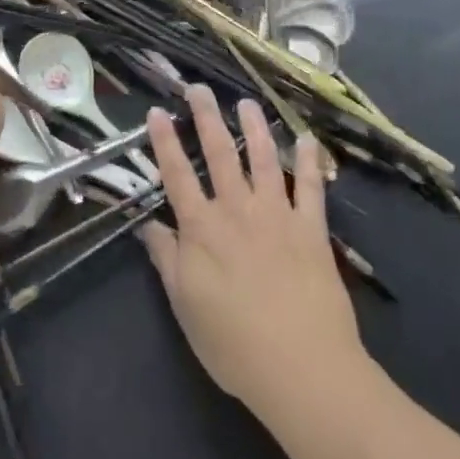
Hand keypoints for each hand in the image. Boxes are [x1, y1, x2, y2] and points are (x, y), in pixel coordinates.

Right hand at [142, 87, 362, 412]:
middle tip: (199, 88)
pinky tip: (308, 140)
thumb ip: (167, 259)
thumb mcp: (185, 306)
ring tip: (247, 103)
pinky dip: (310, 163)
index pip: (177, 175)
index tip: (157, 110)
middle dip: (207, 118)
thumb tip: (148, 224)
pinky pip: (311, 189)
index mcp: (202, 229)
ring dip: (255, 128)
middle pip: (220, 155)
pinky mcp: (311, 231)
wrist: (303, 369)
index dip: (164, 142)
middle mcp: (237, 211)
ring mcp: (277, 216)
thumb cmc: (235, 344)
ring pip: (263, 160)